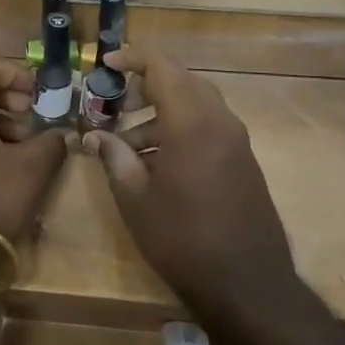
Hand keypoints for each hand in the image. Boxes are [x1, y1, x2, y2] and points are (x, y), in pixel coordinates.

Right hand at [80, 45, 294, 310]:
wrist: (248, 286)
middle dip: (145, 86)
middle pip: (181, 81)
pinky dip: (181, 129)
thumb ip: (114, 157)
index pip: (162, 66)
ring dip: (161, 112)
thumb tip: (95, 137)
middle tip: (114, 104)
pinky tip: (157, 162)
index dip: (132, 58)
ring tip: (127, 144)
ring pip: (195, 104)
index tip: (105, 64)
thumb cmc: (183, 239)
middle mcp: (219, 121)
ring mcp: (236, 141)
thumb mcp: (135, 198)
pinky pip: (208, 127)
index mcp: (191, 122)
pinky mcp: (243, 161)